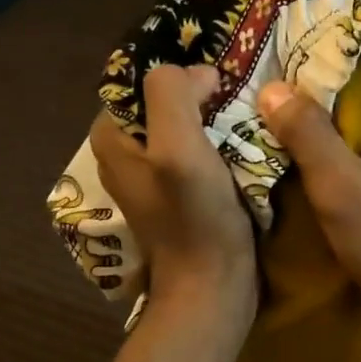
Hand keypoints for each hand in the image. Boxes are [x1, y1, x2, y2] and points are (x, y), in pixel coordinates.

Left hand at [92, 66, 254, 317]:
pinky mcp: (179, 195)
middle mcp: (126, 152)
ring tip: (249, 123)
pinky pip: (198, 152)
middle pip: (167, 102)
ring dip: (217, 121)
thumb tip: (198, 74)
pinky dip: (220, 145)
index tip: (223, 86)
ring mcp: (153, 176)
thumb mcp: (177, 147)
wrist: (212, 287)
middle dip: (204, 97)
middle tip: (242, 102)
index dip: (184, 75)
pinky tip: (245, 149)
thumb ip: (173, 94)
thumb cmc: (194, 218)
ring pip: (186, 126)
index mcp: (112, 136)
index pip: (145, 79)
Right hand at [257, 80, 360, 336]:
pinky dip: (339, 155)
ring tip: (277, 127)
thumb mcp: (339, 186)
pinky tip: (310, 164)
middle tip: (265, 101)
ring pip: (360, 129)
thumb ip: (307, 133)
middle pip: (357, 98)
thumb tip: (273, 85)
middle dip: (313, 100)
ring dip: (323, 130)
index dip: (314, 67)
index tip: (272, 70)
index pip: (357, 69)